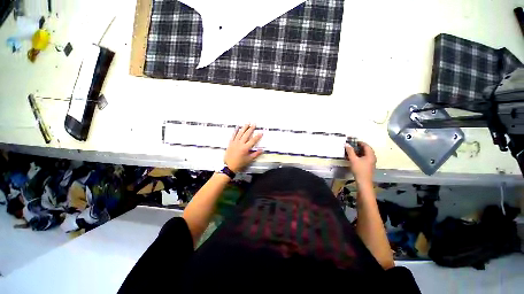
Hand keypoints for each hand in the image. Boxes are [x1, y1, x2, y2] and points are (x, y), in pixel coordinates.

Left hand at [224, 124, 263, 171]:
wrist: (229, 166)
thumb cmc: (239, 163)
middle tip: (254, 124)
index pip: (253, 140)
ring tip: (247, 123)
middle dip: (251, 129)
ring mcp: (235, 142)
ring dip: (244, 128)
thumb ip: (256, 154)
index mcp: (245, 148)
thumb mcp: (249, 160)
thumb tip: (262, 150)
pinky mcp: (230, 143)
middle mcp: (240, 143)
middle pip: (246, 134)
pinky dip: (235, 130)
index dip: (257, 136)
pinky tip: (237, 127)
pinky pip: (233, 135)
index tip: (261, 132)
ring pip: (240, 133)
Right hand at [345, 141, 375, 183]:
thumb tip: (347, 144)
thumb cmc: (359, 169)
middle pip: (367, 149)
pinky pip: (365, 158)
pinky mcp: (369, 165)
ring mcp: (371, 162)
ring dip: (359, 151)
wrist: (363, 181)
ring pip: (366, 154)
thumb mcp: (353, 159)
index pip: (366, 146)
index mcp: (370, 155)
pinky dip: (360, 155)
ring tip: (352, 150)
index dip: (360, 143)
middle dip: (359, 147)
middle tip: (352, 145)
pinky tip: (354, 157)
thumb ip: (350, 151)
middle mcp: (372, 157)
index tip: (354, 141)